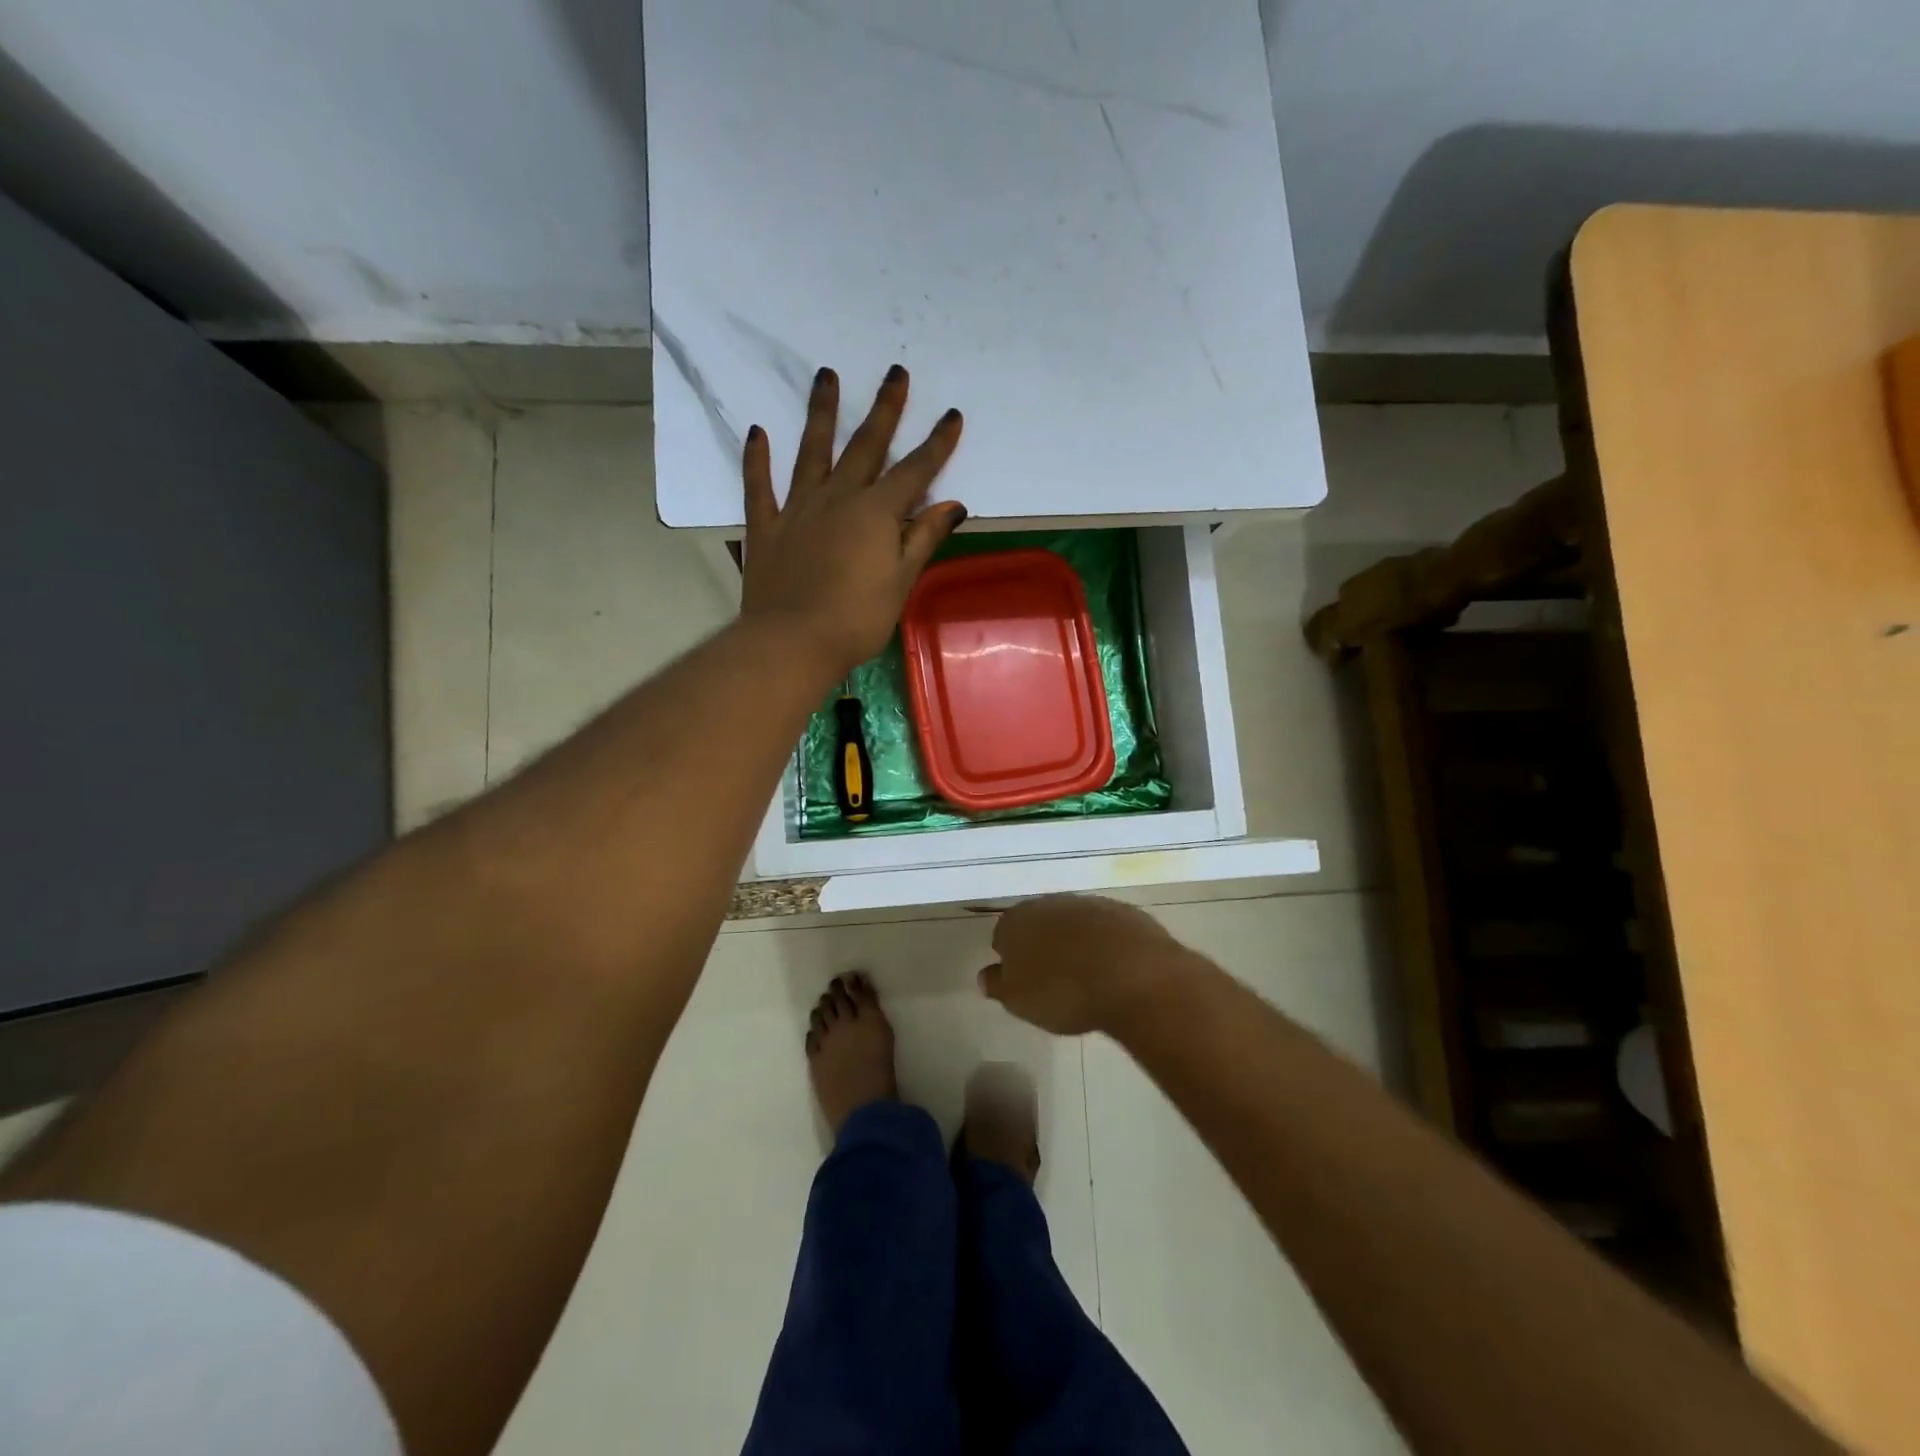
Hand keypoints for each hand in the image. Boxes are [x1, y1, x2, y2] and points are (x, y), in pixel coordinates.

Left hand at [740, 364, 966, 676]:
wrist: (793, 642)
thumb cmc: (857, 619)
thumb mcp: (901, 581)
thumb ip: (924, 538)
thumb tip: (953, 504)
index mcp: (877, 513)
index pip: (914, 472)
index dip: (936, 444)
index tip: (951, 415)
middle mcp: (838, 498)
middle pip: (865, 446)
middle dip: (885, 409)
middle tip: (895, 372)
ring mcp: (798, 508)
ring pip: (812, 451)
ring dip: (821, 413)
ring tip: (825, 375)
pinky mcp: (766, 526)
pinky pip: (759, 485)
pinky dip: (757, 459)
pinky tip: (758, 433)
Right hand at [979, 894, 1191, 1035]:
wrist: (1133, 976)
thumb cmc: (1063, 992)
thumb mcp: (1019, 1000)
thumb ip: (998, 985)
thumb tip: (986, 974)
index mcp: (1018, 920)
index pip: (1003, 934)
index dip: (1010, 956)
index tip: (1020, 979)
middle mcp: (1051, 903)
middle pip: (1039, 922)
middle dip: (1042, 944)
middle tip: (1051, 977)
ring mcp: (1091, 904)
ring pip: (1074, 923)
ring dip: (1075, 942)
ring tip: (1085, 977)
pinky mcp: (1126, 913)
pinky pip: (1107, 929)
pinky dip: (1107, 945)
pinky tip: (1114, 970)